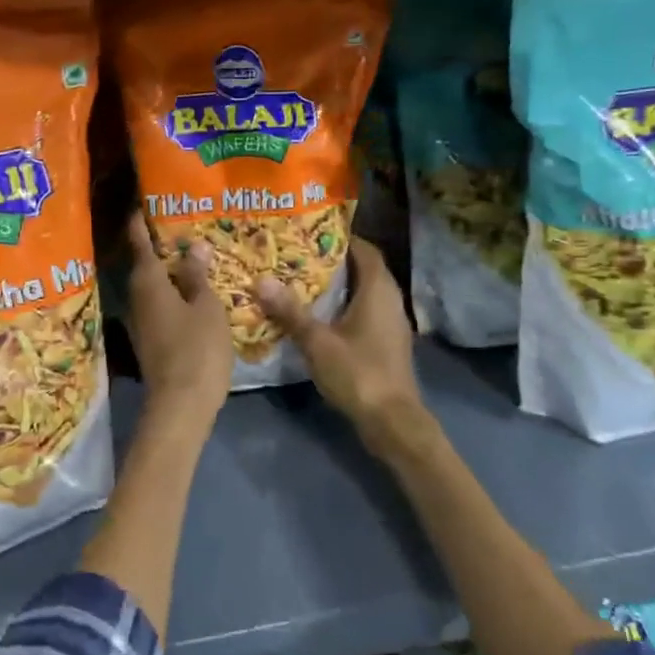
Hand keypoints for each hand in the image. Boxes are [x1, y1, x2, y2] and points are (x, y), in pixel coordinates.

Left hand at [124, 212, 232, 424]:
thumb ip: (198, 276)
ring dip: (167, 271)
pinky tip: (191, 292)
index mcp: (148, 282)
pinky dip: (172, 293)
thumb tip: (193, 247)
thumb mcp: (206, 307)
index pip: (139, 242)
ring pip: (152, 287)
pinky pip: (159, 305)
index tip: (142, 202)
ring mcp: (141, 321)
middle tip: (181, 224)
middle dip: (158, 245)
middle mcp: (137, 298)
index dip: (140, 221)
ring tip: (191, 255)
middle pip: (144, 264)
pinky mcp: (150, 340)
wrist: (180, 405)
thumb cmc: (197, 348)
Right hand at [256, 238, 423, 437]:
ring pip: (365, 292)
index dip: (340, 239)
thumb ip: (290, 311)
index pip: (364, 250)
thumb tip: (261, 281)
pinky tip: (319, 315)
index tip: (310, 234)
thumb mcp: (317, 341)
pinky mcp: (387, 342)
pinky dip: (344, 307)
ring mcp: (391, 323)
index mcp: (378, 290)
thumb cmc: (358, 373)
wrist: (392, 420)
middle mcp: (390, 300)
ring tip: (302, 282)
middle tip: (298, 256)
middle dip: (334, 261)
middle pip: (364, 269)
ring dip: (339, 286)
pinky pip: (365, 312)